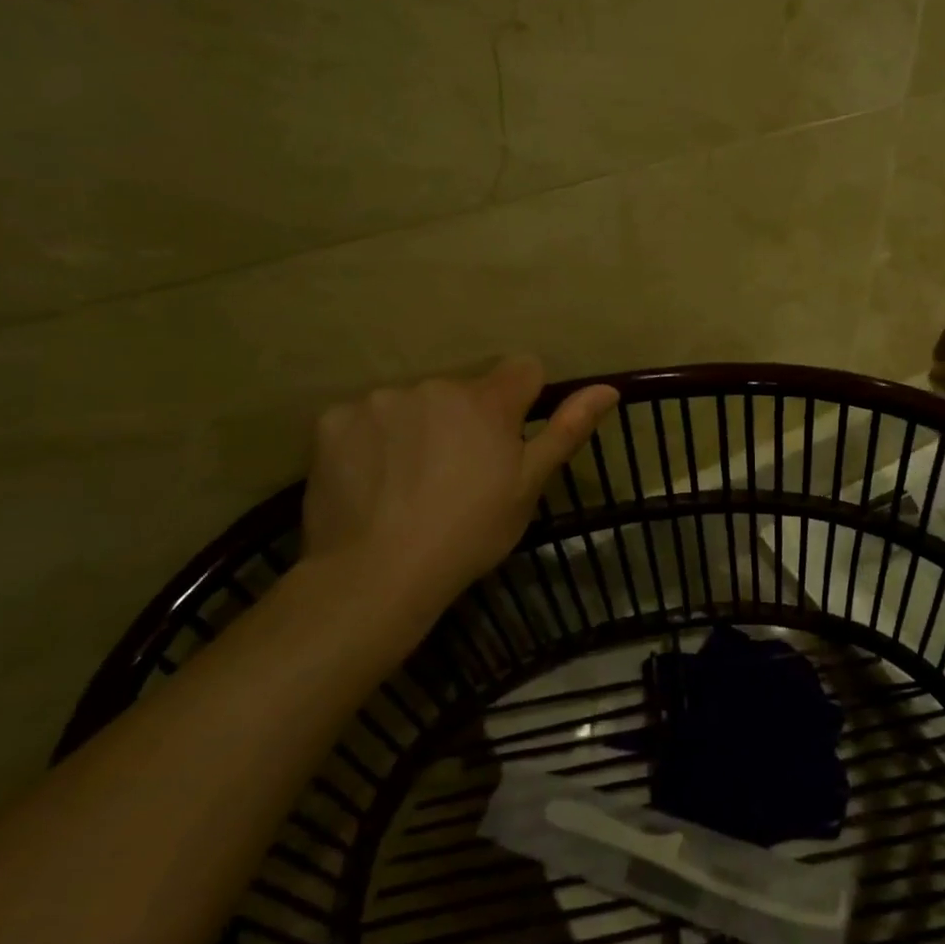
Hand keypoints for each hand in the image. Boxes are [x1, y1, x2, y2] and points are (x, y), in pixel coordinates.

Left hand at [302, 357, 619, 612]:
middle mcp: (436, 386)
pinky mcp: (334, 419)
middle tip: (455, 474)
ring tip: (407, 482)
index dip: (522, 400)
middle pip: (462, 391)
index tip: (509, 438)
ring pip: (413, 403)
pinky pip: (364, 418)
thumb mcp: (528, 487)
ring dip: (417, 427)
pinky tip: (370, 480)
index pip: (522, 369)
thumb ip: (567, 430)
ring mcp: (381, 399)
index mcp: (487, 401)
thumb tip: (609, 387)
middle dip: (464, 419)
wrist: (376, 573)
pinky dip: (371, 440)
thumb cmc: (468, 533)